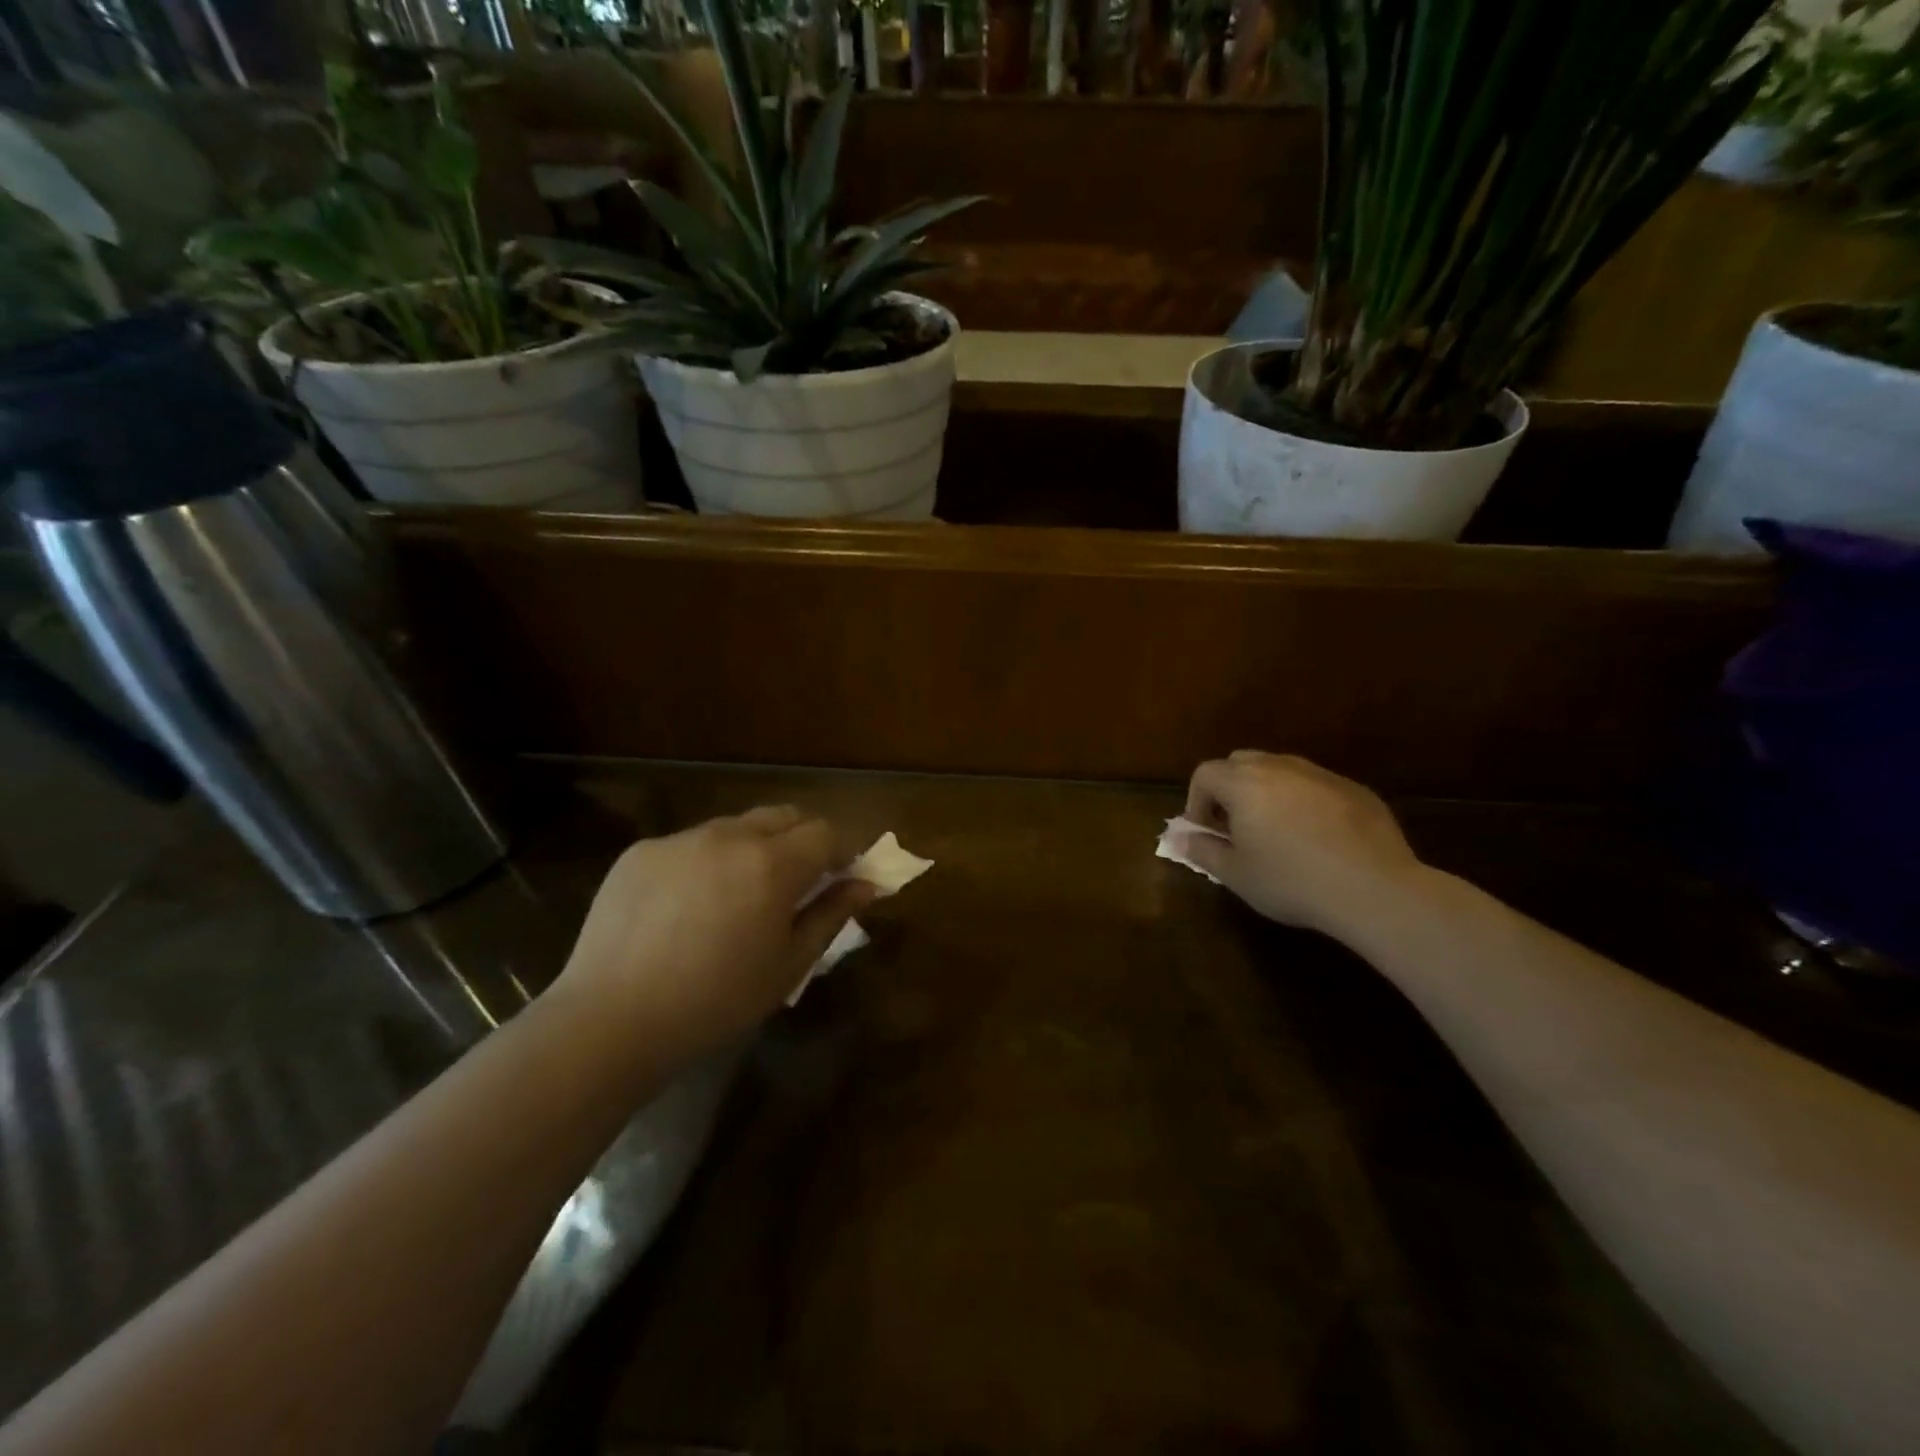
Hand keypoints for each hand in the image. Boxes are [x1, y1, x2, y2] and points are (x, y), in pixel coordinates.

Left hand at [551, 807, 873, 1065]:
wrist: (611, 1021)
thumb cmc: (715, 1002)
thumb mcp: (788, 965)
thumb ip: (831, 915)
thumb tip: (865, 884)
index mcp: (771, 864)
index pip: (825, 832)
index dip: (841, 851)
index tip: (841, 877)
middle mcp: (728, 836)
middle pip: (783, 815)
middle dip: (801, 840)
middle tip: (796, 883)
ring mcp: (680, 839)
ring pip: (735, 826)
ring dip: (753, 848)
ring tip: (736, 897)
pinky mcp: (641, 852)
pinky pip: (690, 844)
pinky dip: (705, 863)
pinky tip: (686, 908)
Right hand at [1175, 752, 1425, 944]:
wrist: (1374, 889)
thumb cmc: (1292, 882)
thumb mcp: (1236, 874)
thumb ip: (1202, 850)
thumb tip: (1179, 837)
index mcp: (1245, 783)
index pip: (1205, 774)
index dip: (1196, 800)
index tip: (1205, 831)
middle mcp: (1280, 768)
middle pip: (1241, 762)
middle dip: (1230, 789)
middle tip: (1235, 826)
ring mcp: (1321, 775)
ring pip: (1281, 770)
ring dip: (1267, 792)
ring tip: (1275, 832)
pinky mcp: (1355, 789)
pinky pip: (1315, 786)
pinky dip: (1304, 802)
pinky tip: (1317, 839)